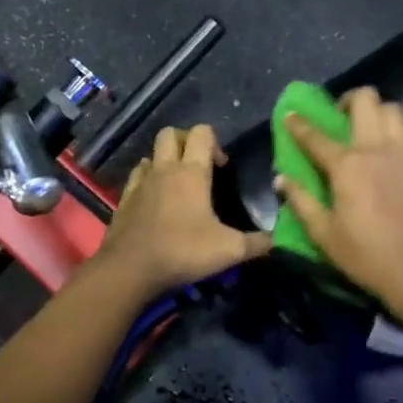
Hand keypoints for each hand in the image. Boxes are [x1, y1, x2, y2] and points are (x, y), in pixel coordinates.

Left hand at [95, 124, 272, 293]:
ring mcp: (140, 183)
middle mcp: (164, 169)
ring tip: (177, 184)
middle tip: (199, 165)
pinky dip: (146, 181)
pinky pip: (136, 178)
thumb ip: (257, 243)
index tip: (222, 167)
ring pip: (150, 155)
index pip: (202, 133)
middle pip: (170, 134)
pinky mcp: (124, 201)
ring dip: (164, 161)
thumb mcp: (229, 250)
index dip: (215, 142)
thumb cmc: (182, 251)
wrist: (129, 269)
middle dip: (186, 141)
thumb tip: (278, 239)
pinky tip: (155, 200)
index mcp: (191, 172)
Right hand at [277, 88, 402, 308]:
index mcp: (346, 166)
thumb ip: (301, 201)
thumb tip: (282, 178)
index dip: (299, 124)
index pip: (315, 135)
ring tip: (374, 132)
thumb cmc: (365, 255)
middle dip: (349, 100)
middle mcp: (377, 148)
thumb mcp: (323, 234)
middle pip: (365, 99)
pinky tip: (400, 153)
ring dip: (380, 114)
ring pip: (395, 109)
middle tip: (343, 118)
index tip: (291, 116)